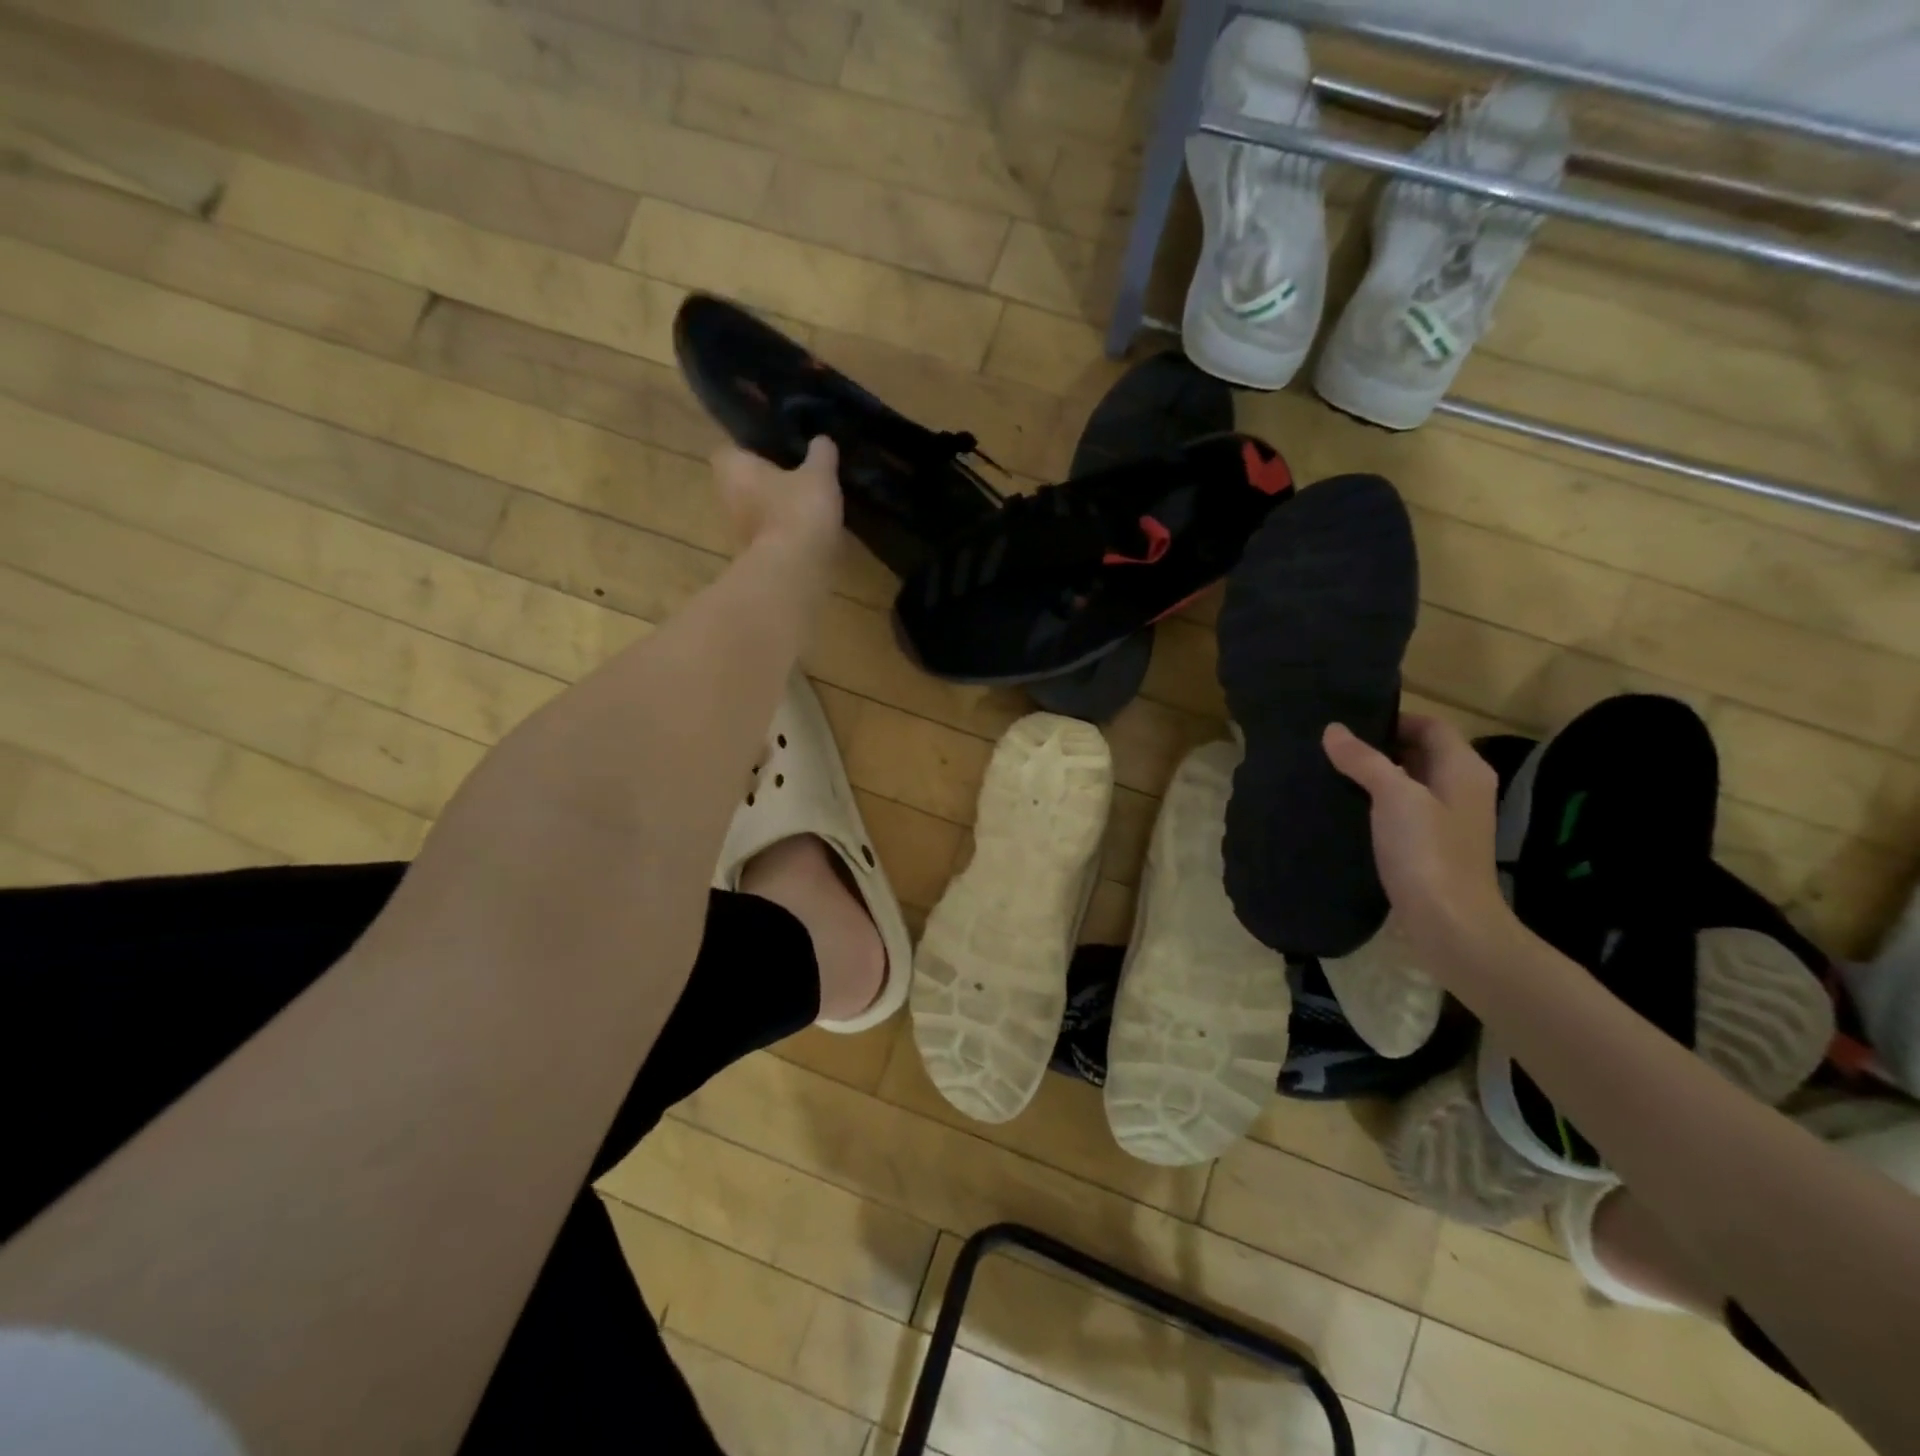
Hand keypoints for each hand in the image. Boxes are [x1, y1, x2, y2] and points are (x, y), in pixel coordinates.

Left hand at [710, 437, 843, 556]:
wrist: (793, 569)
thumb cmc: (798, 510)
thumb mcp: (819, 475)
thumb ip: (821, 455)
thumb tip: (822, 440)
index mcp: (732, 468)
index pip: (730, 450)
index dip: (750, 449)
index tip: (774, 451)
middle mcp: (725, 497)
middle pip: (741, 482)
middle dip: (763, 480)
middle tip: (792, 475)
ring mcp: (736, 530)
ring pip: (753, 510)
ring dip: (772, 508)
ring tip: (802, 503)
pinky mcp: (752, 556)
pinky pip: (766, 535)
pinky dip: (781, 532)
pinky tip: (804, 530)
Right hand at [1323, 715, 1518, 972]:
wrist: (1450, 923)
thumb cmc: (1428, 852)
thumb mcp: (1394, 797)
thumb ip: (1364, 760)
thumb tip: (1333, 730)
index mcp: (1463, 769)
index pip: (1430, 725)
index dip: (1393, 719)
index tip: (1349, 723)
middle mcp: (1462, 788)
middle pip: (1420, 752)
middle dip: (1379, 746)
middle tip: (1333, 746)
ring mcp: (1448, 819)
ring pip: (1409, 782)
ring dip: (1376, 776)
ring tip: (1332, 772)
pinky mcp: (1432, 845)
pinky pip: (1403, 811)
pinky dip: (1378, 804)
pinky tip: (1347, 809)